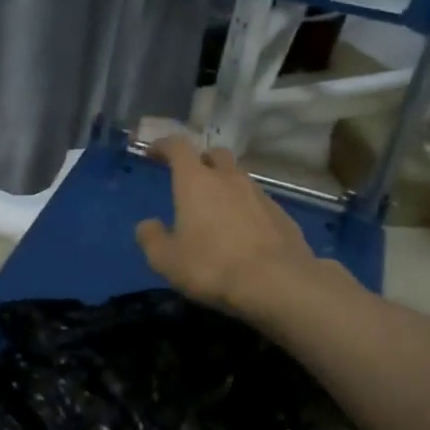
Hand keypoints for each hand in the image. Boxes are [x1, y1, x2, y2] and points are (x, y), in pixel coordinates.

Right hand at [135, 137, 335, 317]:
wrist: (277, 283)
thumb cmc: (211, 266)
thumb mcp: (166, 260)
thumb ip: (151, 238)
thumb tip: (147, 225)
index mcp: (196, 181)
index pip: (178, 146)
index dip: (164, 145)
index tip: (153, 152)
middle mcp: (229, 178)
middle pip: (215, 154)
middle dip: (201, 160)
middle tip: (191, 180)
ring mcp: (260, 194)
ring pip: (239, 178)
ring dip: (226, 186)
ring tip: (217, 211)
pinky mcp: (282, 214)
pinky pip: (258, 202)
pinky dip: (246, 209)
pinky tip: (243, 234)